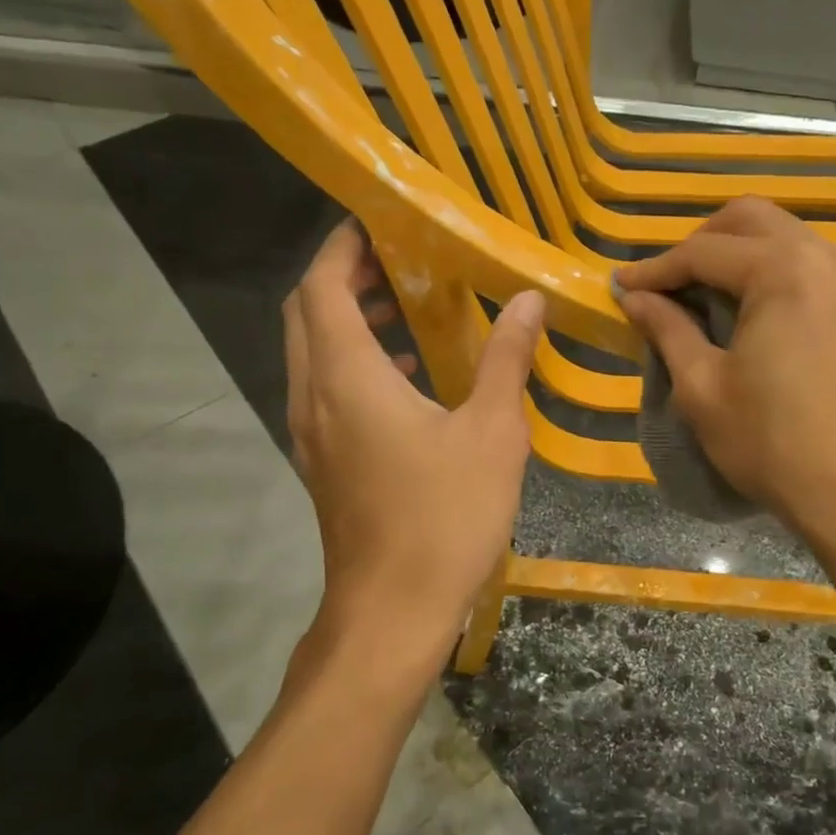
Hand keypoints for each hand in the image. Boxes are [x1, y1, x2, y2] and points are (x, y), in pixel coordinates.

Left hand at [284, 219, 543, 656]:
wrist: (393, 612)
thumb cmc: (444, 517)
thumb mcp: (492, 433)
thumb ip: (507, 359)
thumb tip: (529, 299)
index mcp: (348, 377)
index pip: (322, 285)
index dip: (343, 245)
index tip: (379, 221)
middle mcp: (314, 396)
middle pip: (306, 314)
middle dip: (343, 278)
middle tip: (399, 261)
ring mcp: (312, 434)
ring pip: (313, 355)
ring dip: (349, 323)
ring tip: (408, 311)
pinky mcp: (324, 464)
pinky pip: (326, 391)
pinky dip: (356, 366)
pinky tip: (410, 382)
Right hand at [615, 197, 835, 546]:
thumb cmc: (771, 443)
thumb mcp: (702, 387)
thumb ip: (667, 329)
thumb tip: (634, 297)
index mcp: (783, 270)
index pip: (704, 251)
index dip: (656, 269)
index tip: (621, 287)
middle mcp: (826, 256)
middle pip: (750, 220)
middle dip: (699, 244)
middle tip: (665, 285)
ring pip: (783, 236)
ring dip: (737, 254)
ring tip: (701, 296)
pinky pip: (809, 263)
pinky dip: (771, 272)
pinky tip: (749, 309)